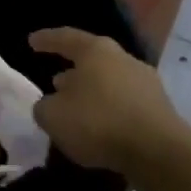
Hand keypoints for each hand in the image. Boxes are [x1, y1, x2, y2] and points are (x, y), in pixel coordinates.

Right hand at [28, 28, 190, 190]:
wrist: (159, 153)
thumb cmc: (99, 123)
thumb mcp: (53, 116)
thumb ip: (44, 106)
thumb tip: (51, 104)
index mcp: (96, 51)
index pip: (66, 38)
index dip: (46, 40)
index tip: (31, 41)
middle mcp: (123, 59)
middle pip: (91, 59)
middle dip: (72, 70)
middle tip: (54, 81)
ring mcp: (145, 83)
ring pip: (109, 82)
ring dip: (91, 92)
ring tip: (75, 108)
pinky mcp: (158, 108)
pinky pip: (123, 103)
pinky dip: (108, 111)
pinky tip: (98, 127)